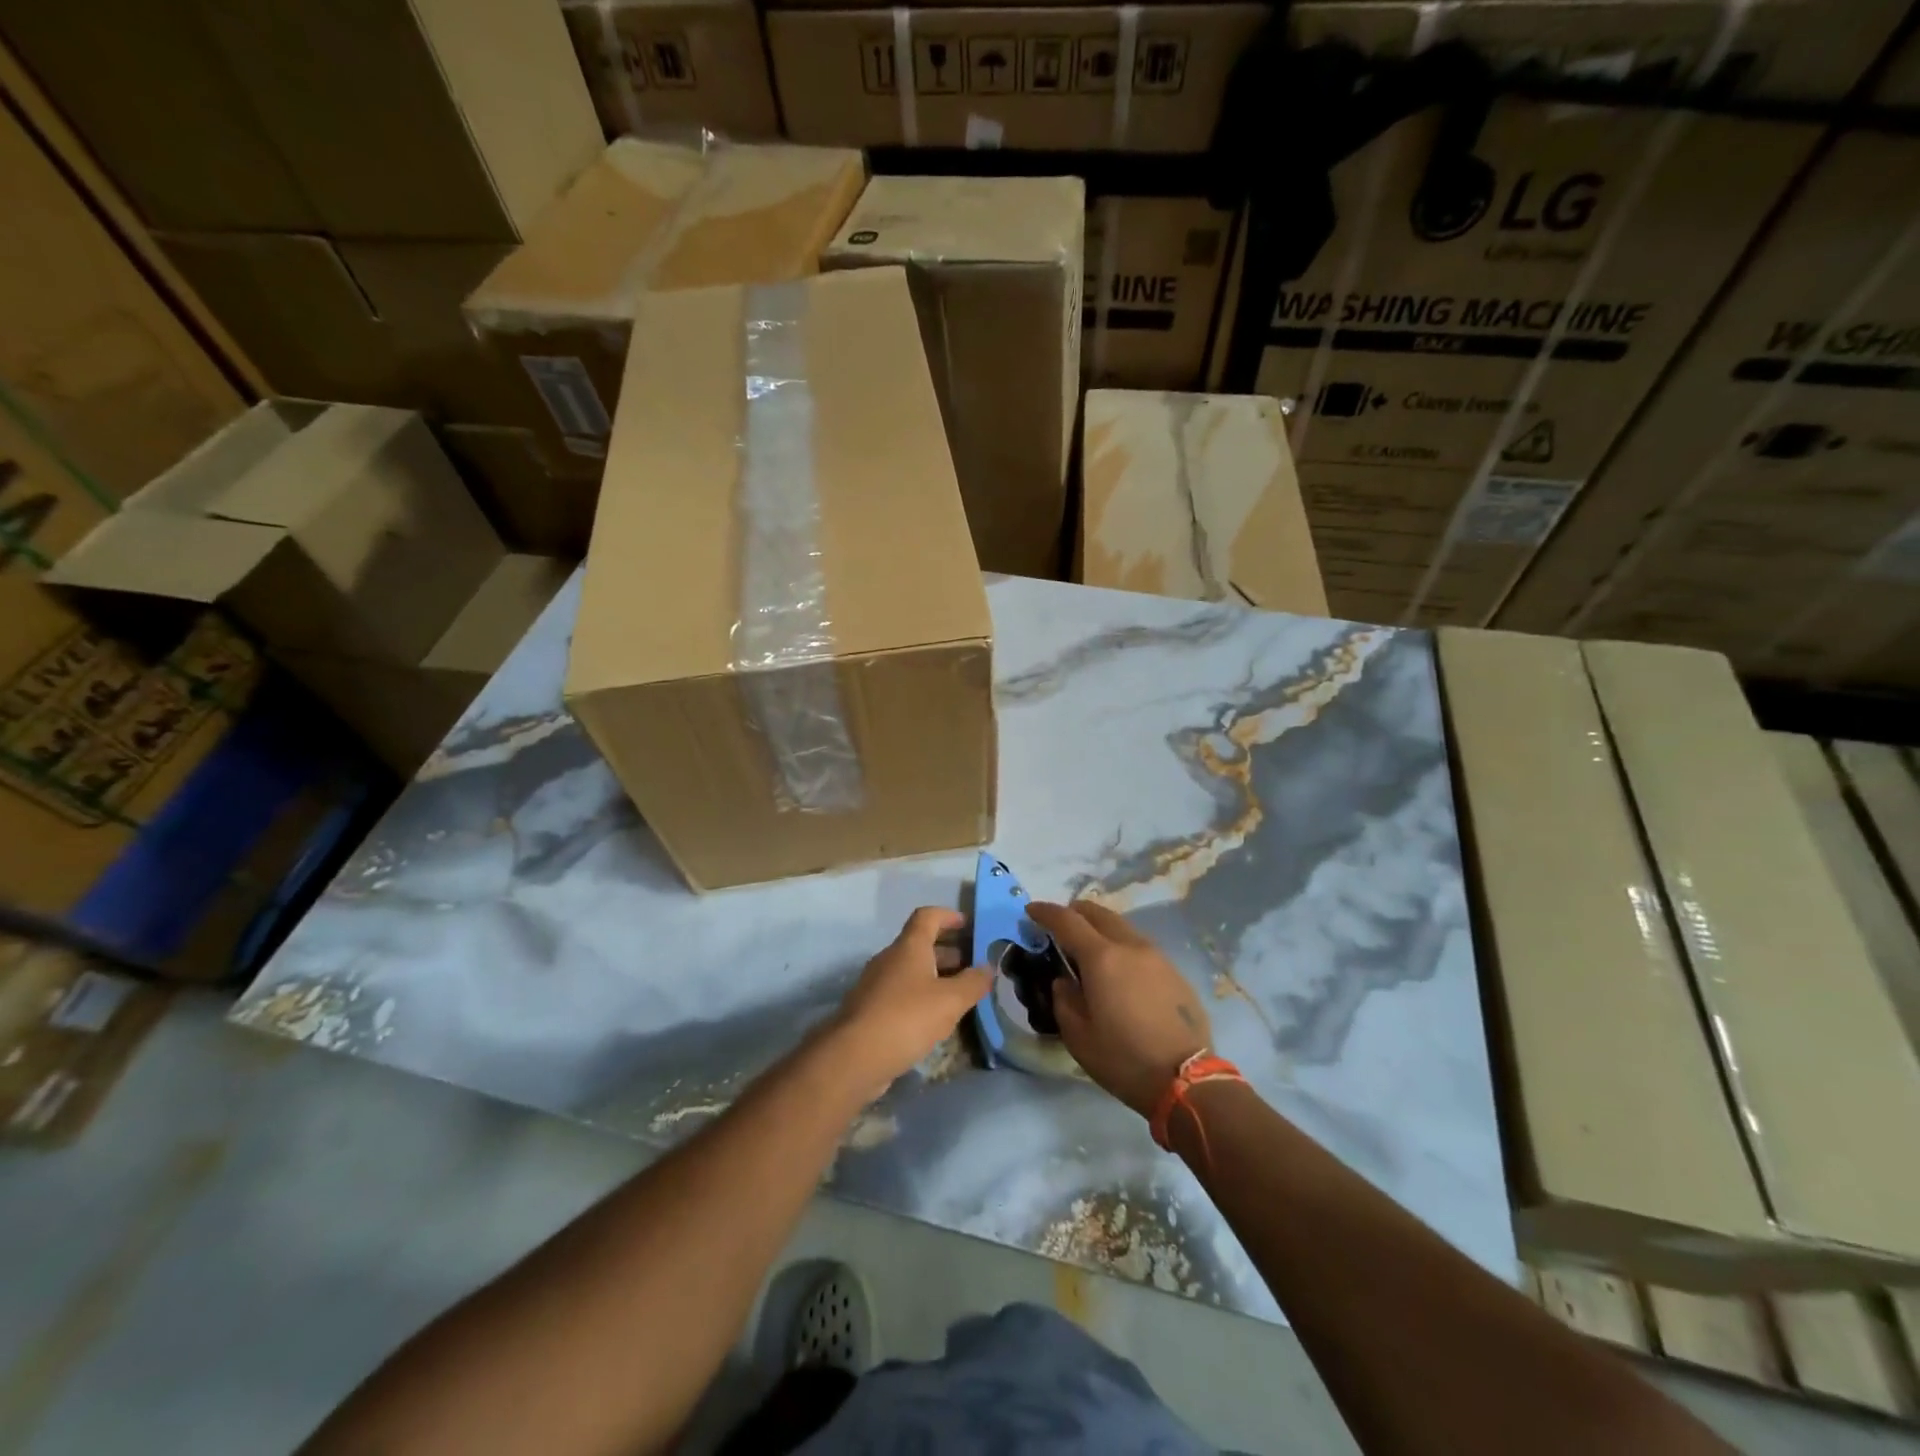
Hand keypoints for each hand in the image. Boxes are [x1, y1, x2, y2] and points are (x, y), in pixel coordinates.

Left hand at [829, 907, 991, 1099]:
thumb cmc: (906, 1018)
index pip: (927, 916)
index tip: (968, 925)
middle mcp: (890, 959)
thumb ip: (973, 983)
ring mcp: (876, 984)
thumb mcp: (950, 1001)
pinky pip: (900, 993)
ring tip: (959, 995)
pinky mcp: (870, 1010)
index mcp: (909, 947)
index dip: (948, 916)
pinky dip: (920, 997)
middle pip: (920, 944)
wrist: (854, 1056)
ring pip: (910, 971)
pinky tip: (934, 1019)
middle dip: (947, 951)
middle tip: (972, 965)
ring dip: (935, 976)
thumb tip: (988, 967)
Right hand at [1029, 900, 1212, 1118]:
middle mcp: (1130, 946)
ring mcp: (1157, 956)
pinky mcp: (1175, 972)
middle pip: (1098, 913)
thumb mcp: (1078, 1036)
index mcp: (1102, 958)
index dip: (1045, 912)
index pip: (1067, 920)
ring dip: (1100, 929)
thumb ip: (1064, 1000)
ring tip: (1089, 950)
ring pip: (1122, 926)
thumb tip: (1065, 981)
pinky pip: (1140, 946)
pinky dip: (1121, 947)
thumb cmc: (1124, 1059)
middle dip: (1075, 913)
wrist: (1186, 1080)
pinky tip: (1119, 973)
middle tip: (1059, 928)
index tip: (1031, 911)